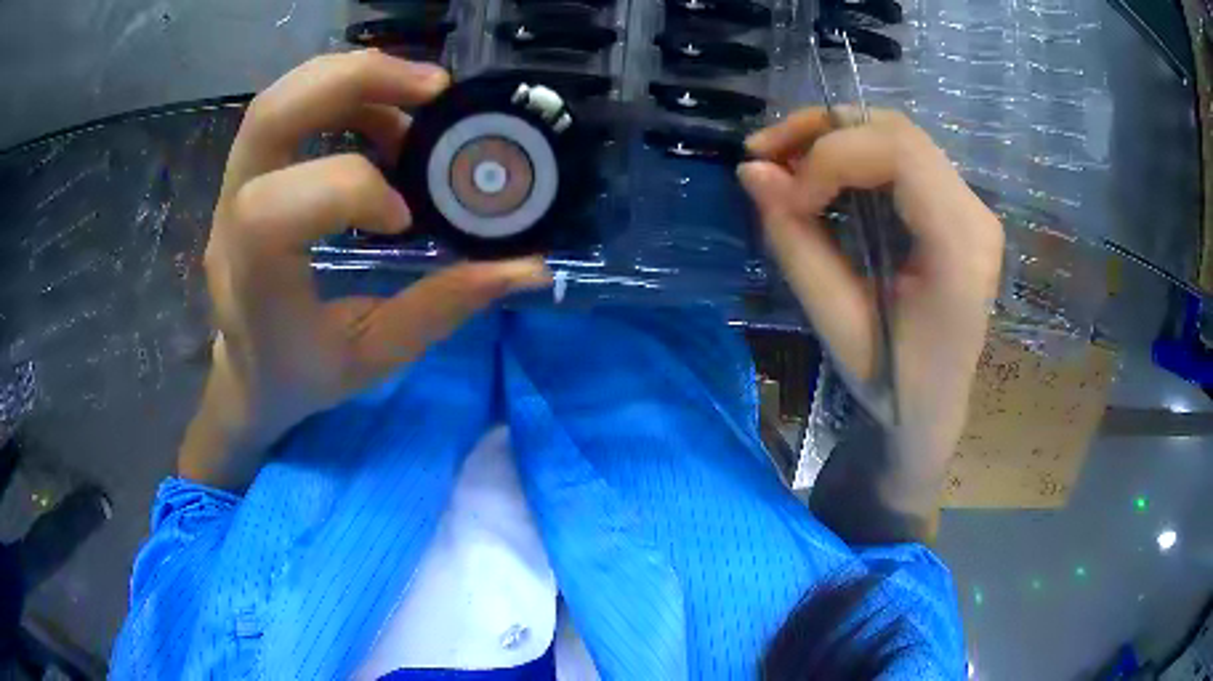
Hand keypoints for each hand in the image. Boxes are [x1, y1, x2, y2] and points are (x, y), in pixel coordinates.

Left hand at [181, 51, 549, 489]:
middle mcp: (230, 222)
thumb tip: (527, 267)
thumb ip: (442, 307)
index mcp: (253, 284)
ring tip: (418, 96)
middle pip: (271, 118)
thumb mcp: (372, 357)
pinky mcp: (247, 173)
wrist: (247, 373)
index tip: (404, 217)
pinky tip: (387, 114)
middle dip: (357, 81)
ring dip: (355, 78)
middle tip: (435, 88)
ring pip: (277, 100)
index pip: (274, 210)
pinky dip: (344, 91)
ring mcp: (231, 189)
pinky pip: (288, 107)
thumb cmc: (301, 375)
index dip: (350, 190)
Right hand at [739, 109, 1003, 527]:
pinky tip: (818, 173)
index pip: (899, 155)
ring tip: (782, 160)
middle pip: (897, 132)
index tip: (787, 198)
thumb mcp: (838, 325)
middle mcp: (975, 215)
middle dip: (822, 131)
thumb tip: (752, 172)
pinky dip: (852, 153)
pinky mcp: (958, 208)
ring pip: (897, 135)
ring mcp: (972, 207)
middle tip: (763, 154)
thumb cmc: (893, 384)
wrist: (934, 408)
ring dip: (833, 137)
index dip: (831, 157)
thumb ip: (796, 244)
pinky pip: (901, 156)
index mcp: (960, 250)